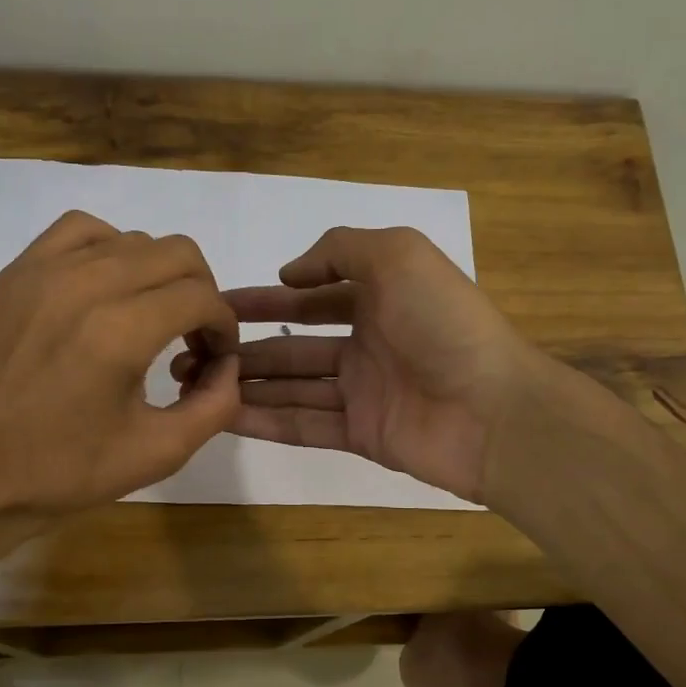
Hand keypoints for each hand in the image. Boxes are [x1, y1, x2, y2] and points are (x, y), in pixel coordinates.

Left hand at [0, 210, 239, 528]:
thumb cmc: (64, 471)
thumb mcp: (158, 452)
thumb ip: (215, 405)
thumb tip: (229, 365)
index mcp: (120, 332)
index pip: (202, 296)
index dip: (223, 326)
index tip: (217, 358)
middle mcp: (85, 285)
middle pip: (177, 253)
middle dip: (201, 293)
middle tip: (193, 338)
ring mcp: (44, 272)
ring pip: (133, 239)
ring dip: (159, 273)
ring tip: (152, 316)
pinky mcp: (16, 274)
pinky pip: (80, 231)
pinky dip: (109, 250)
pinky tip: (107, 290)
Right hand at [176, 226, 546, 502]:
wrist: (494, 410)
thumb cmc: (445, 324)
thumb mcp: (398, 256)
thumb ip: (342, 251)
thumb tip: (293, 273)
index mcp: (379, 299)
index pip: (311, 298)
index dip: (266, 300)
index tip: (218, 307)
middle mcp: (368, 344)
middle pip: (294, 347)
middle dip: (245, 349)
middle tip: (191, 354)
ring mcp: (364, 393)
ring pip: (293, 387)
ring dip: (246, 384)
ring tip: (195, 384)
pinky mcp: (362, 435)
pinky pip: (305, 425)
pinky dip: (266, 420)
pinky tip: (224, 415)